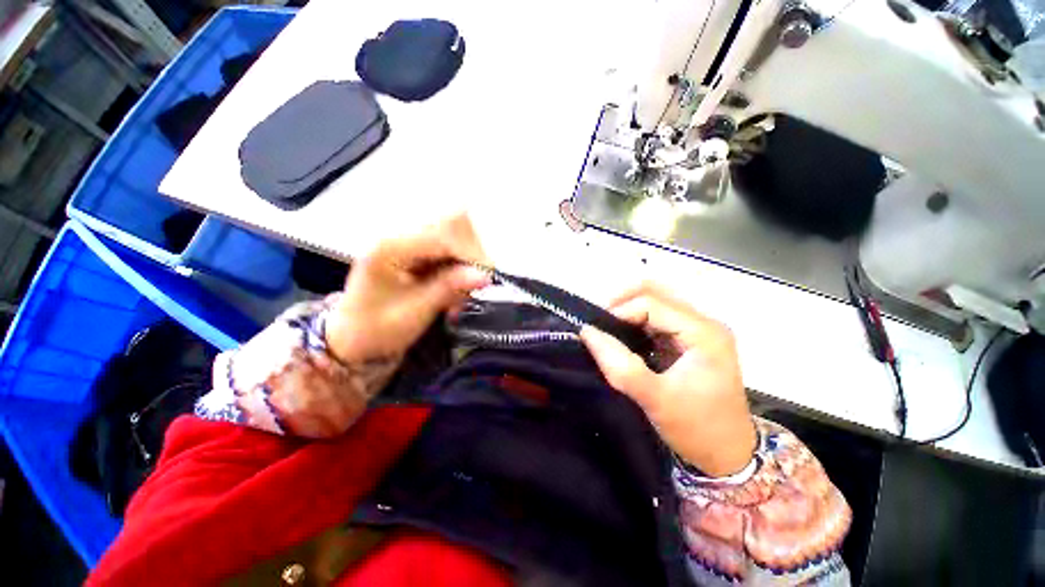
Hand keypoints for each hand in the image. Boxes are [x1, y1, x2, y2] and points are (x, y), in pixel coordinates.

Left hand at [326, 214, 490, 365]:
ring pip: (458, 235)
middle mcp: (401, 235)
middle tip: (474, 287)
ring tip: (460, 295)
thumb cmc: (376, 330)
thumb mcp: (413, 313)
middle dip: (473, 255)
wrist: (354, 339)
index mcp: (390, 247)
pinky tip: (454, 292)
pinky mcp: (420, 251)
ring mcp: (411, 241)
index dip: (471, 253)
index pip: (445, 233)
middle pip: (455, 224)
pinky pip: (453, 250)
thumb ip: (448, 289)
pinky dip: (462, 269)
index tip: (487, 279)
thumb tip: (487, 276)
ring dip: (469, 263)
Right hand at [580, 282, 755, 476]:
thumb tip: (588, 332)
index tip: (597, 331)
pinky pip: (656, 319)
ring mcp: (697, 330)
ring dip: (628, 312)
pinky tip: (623, 339)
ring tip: (608, 331)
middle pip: (656, 293)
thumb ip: (620, 366)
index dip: (620, 311)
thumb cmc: (697, 429)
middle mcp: (703, 323)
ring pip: (655, 303)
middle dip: (623, 303)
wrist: (727, 455)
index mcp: (704, 333)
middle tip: (600, 324)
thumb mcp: (655, 399)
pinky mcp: (688, 340)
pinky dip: (635, 323)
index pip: (652, 303)